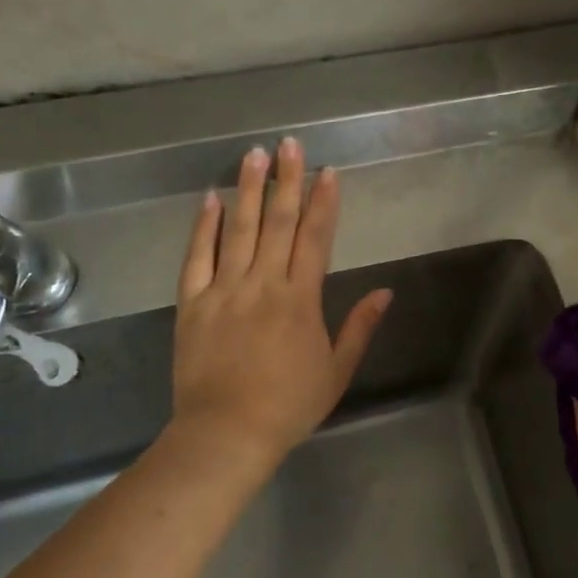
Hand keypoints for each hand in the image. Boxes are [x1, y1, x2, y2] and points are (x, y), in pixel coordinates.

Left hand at [170, 138, 390, 467]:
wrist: (226, 434)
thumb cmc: (289, 405)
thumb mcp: (336, 371)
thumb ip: (359, 327)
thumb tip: (385, 292)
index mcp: (300, 300)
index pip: (315, 239)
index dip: (323, 202)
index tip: (327, 172)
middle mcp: (262, 285)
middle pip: (277, 222)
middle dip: (286, 180)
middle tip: (289, 144)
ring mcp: (223, 291)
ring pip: (238, 230)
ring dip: (247, 189)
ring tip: (253, 154)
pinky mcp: (192, 304)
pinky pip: (196, 257)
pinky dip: (203, 227)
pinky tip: (210, 199)